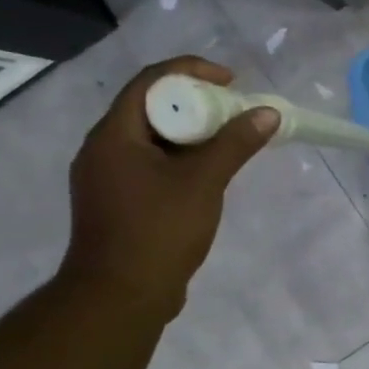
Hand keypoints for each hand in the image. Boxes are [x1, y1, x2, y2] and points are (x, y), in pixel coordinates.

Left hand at [58, 57, 277, 320]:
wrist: (120, 297)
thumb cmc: (158, 231)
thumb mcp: (203, 182)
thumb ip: (235, 144)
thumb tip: (267, 113)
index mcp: (113, 136)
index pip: (150, 82)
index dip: (191, 71)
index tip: (230, 81)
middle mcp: (102, 150)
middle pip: (150, 108)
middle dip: (195, 103)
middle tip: (233, 111)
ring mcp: (107, 178)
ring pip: (151, 139)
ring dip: (190, 133)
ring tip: (227, 140)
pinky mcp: (116, 202)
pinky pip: (150, 165)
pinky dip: (180, 159)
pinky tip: (207, 174)